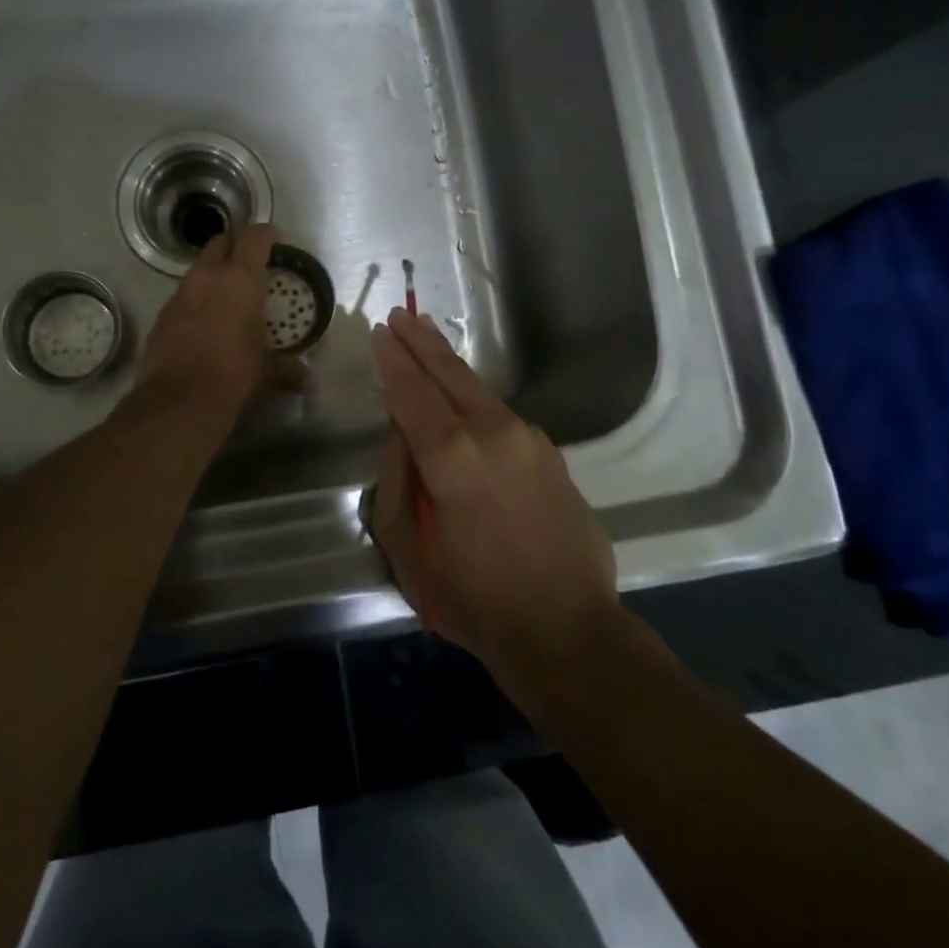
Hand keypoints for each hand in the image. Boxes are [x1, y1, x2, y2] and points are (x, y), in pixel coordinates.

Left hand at [135, 223, 306, 413]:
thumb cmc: (233, 373)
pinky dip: (196, 298)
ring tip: (227, 290)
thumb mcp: (265, 370)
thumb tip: (309, 383)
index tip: (274, 237)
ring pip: (198, 268)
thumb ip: (286, 370)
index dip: (265, 233)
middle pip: (220, 242)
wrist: (178, 398)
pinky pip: (183, 295)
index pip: (253, 238)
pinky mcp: (162, 314)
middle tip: (249, 257)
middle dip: (235, 244)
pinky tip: (204, 318)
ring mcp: (180, 294)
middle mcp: (208, 277)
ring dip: (213, 272)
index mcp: (240, 280)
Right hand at [368, 309, 619, 681]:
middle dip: (421, 342)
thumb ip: (397, 481)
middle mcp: (493, 432)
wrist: (567, 632)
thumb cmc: (473, 599)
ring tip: (427, 342)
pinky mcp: (551, 454)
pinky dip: (475, 400)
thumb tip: (401, 433)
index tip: (381, 332)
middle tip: (401, 315)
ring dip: (449, 365)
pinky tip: (463, 401)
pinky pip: (502, 417)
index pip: (412, 392)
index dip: (393, 360)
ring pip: (479, 390)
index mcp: (451, 456)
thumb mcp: (408, 549)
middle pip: (450, 373)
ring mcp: (529, 439)